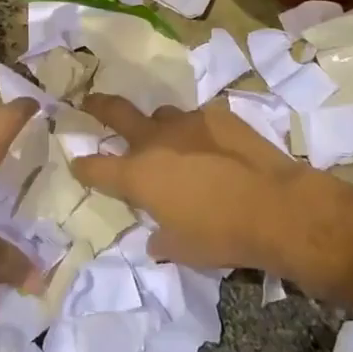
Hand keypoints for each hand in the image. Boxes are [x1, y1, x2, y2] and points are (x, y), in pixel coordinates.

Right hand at [73, 94, 352, 279]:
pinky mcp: (218, 115)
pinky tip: (212, 147)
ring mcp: (188, 122)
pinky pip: (198, 119)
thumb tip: (155, 237)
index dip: (83, 166)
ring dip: (158, 126)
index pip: (96, 168)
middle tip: (88, 103)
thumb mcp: (182, 249)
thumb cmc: (221, 235)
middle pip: (116, 112)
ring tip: (168, 139)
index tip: (77, 162)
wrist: (275, 207)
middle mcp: (155, 140)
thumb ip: (161, 239)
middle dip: (98, 107)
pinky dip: (197, 132)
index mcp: (138, 175)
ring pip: (161, 114)